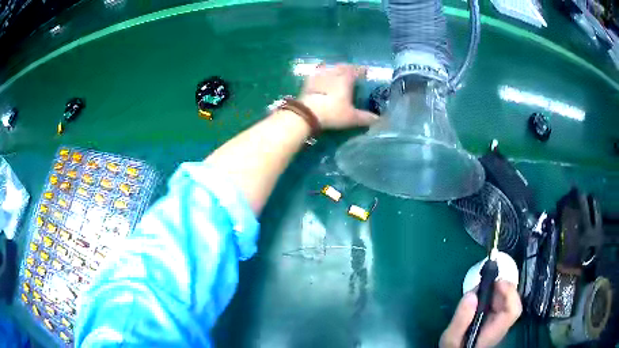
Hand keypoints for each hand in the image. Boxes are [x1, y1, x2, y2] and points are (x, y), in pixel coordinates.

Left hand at [299, 64, 378, 129]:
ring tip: (338, 74)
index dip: (362, 71)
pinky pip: (317, 73)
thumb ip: (366, 117)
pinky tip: (322, 78)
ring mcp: (320, 75)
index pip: (357, 70)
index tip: (366, 73)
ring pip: (330, 68)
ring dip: (335, 69)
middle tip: (353, 74)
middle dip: (349, 69)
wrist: (307, 114)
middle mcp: (334, 72)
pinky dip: (322, 73)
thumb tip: (378, 119)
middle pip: (343, 66)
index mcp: (346, 78)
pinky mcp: (308, 80)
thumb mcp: (352, 117)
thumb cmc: (333, 113)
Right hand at [439, 281, 521, 347]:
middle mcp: (501, 326)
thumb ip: (461, 320)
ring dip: (496, 291)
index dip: (510, 293)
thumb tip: (472, 294)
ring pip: (507, 301)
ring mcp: (499, 323)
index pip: (513, 310)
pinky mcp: (494, 321)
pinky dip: (492, 296)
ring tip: (479, 289)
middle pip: (512, 302)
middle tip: (485, 282)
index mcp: (494, 331)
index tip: (496, 282)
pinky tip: (479, 297)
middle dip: (501, 288)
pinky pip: (500, 304)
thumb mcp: (452, 338)